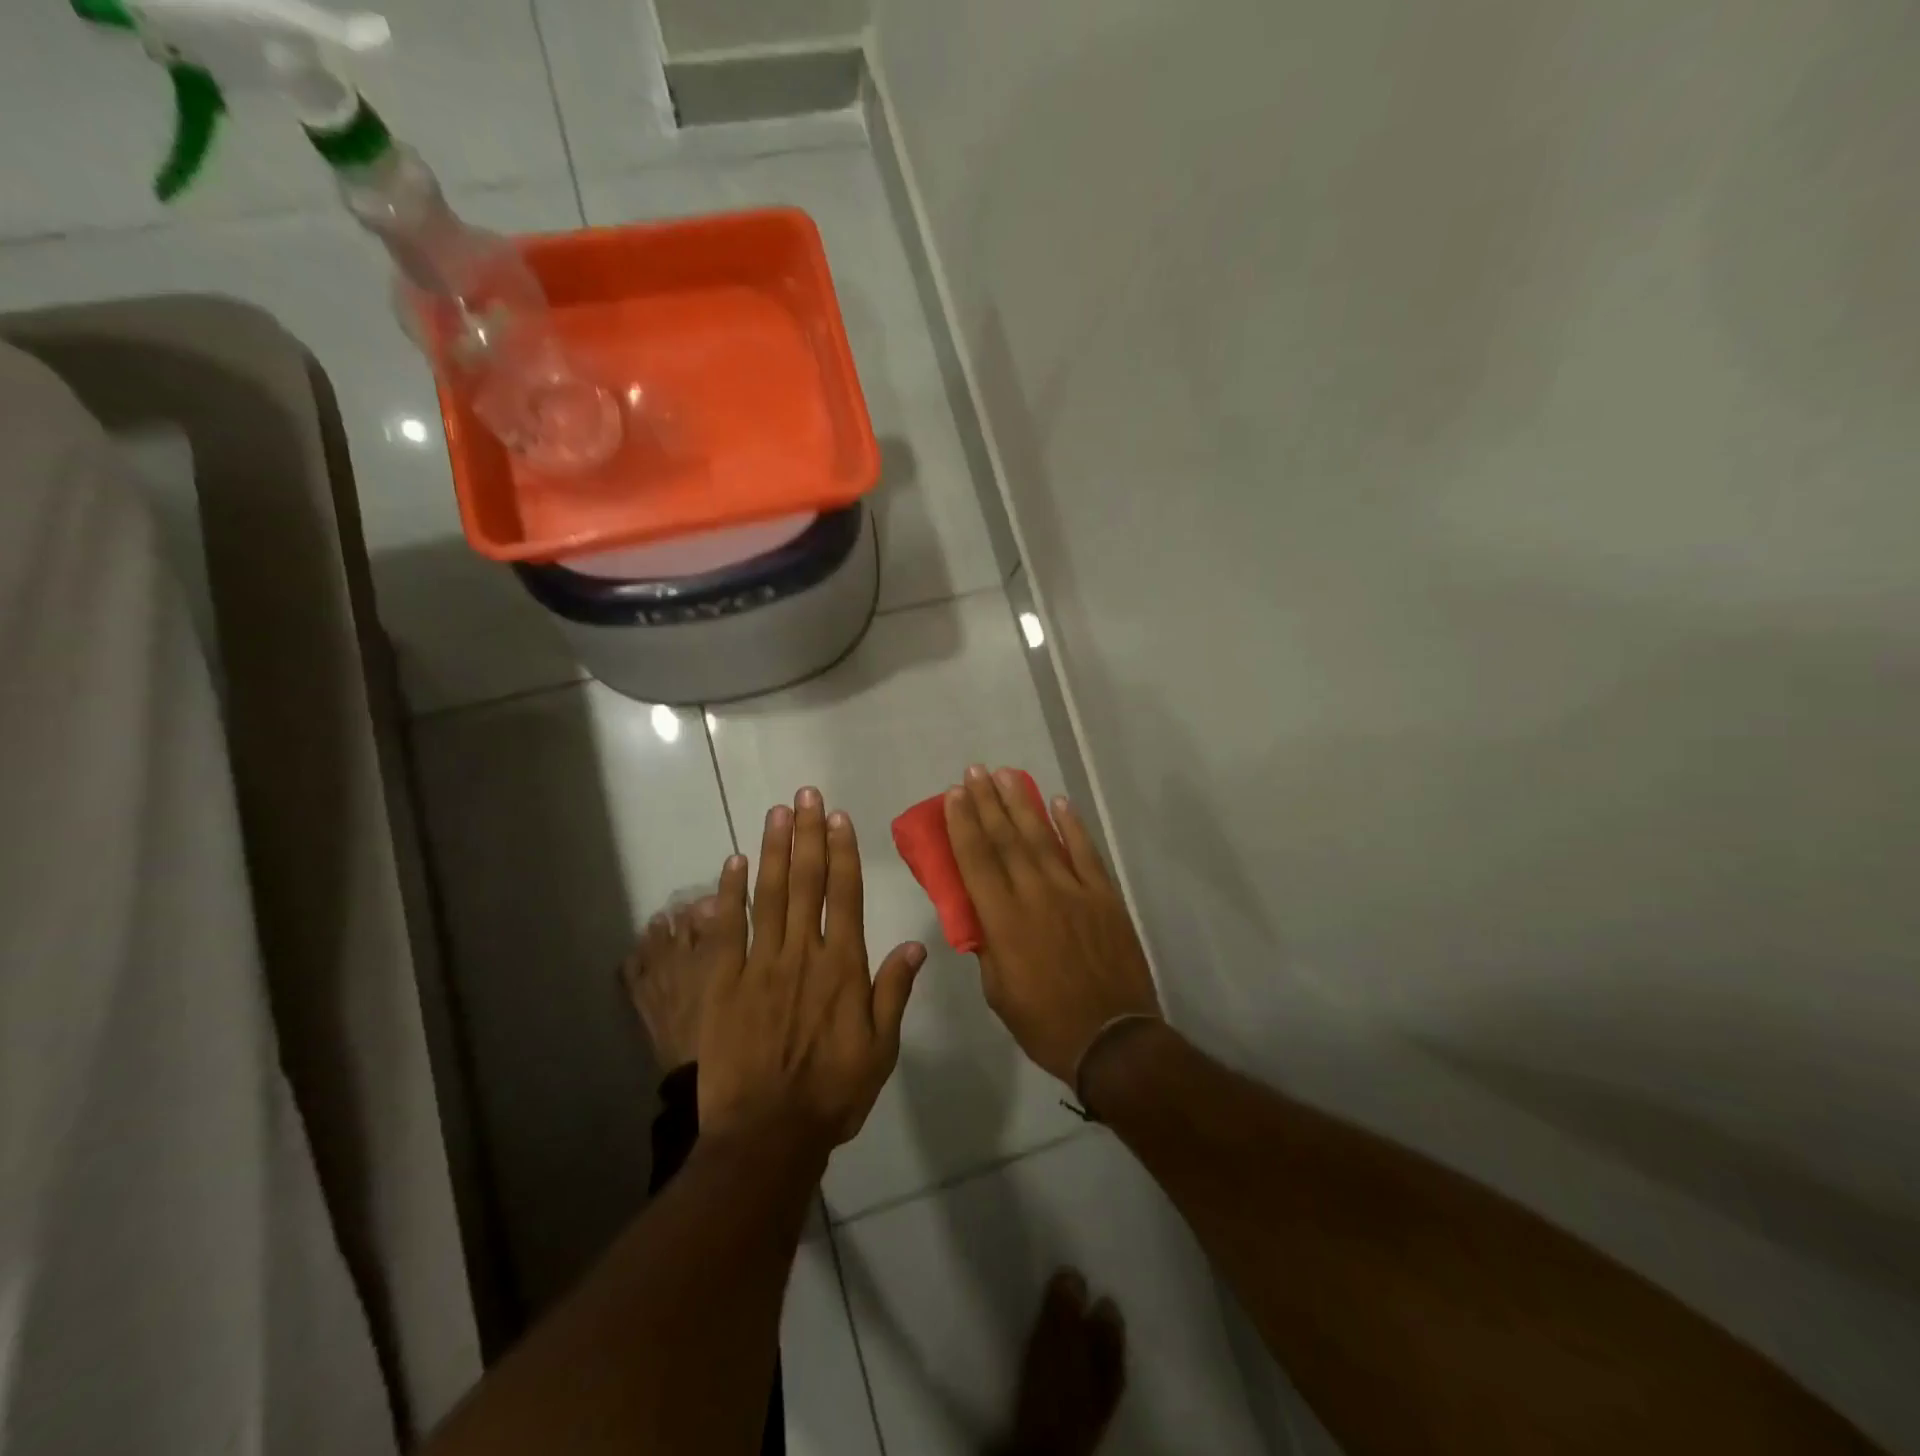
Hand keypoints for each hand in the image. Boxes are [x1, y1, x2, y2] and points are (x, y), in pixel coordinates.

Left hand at [697, 788, 926, 1145]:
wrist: (767, 1135)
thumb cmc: (832, 1093)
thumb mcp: (881, 1049)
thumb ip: (894, 993)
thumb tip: (914, 945)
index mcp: (843, 968)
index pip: (846, 896)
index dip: (843, 853)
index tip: (840, 818)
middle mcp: (804, 954)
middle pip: (807, 883)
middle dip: (809, 834)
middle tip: (807, 795)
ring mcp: (760, 965)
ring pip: (770, 895)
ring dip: (775, 850)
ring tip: (778, 812)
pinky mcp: (723, 983)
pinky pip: (728, 929)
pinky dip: (730, 893)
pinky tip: (734, 861)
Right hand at [945, 766, 1160, 1083]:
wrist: (1112, 1039)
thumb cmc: (1045, 1022)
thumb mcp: (998, 991)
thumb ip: (988, 945)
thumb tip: (981, 915)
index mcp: (1003, 920)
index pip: (976, 860)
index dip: (963, 824)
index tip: (953, 795)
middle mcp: (1035, 895)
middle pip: (1006, 838)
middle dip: (987, 801)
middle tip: (974, 771)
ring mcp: (1074, 891)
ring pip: (1042, 836)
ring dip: (1022, 803)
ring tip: (1006, 774)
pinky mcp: (1104, 896)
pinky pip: (1085, 852)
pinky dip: (1072, 825)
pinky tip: (1059, 802)